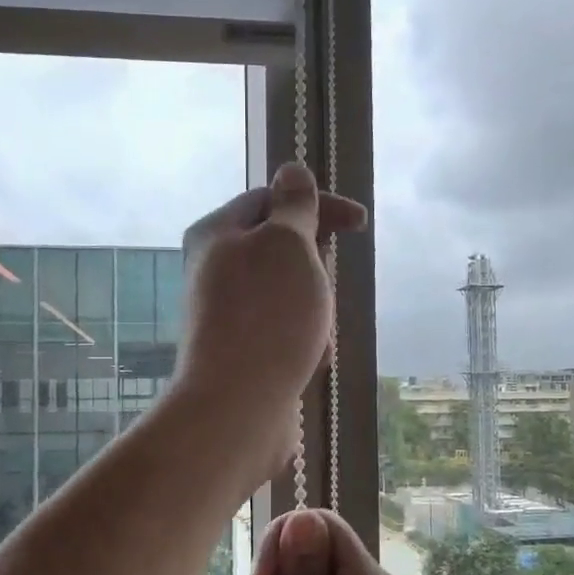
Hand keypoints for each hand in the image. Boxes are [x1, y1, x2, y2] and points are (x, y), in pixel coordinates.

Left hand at [173, 164, 366, 486]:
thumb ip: (293, 205)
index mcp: (215, 233)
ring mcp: (224, 313)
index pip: (272, 198)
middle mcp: (212, 269)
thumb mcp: (288, 243)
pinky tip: (306, 360)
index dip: (319, 204)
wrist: (237, 406)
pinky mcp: (239, 350)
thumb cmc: (267, 314)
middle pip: (279, 249)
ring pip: (287, 293)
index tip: (361, 225)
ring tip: (314, 333)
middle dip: (315, 267)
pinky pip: (282, 330)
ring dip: (312, 308)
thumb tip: (290, 168)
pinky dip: (302, 338)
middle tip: (323, 289)